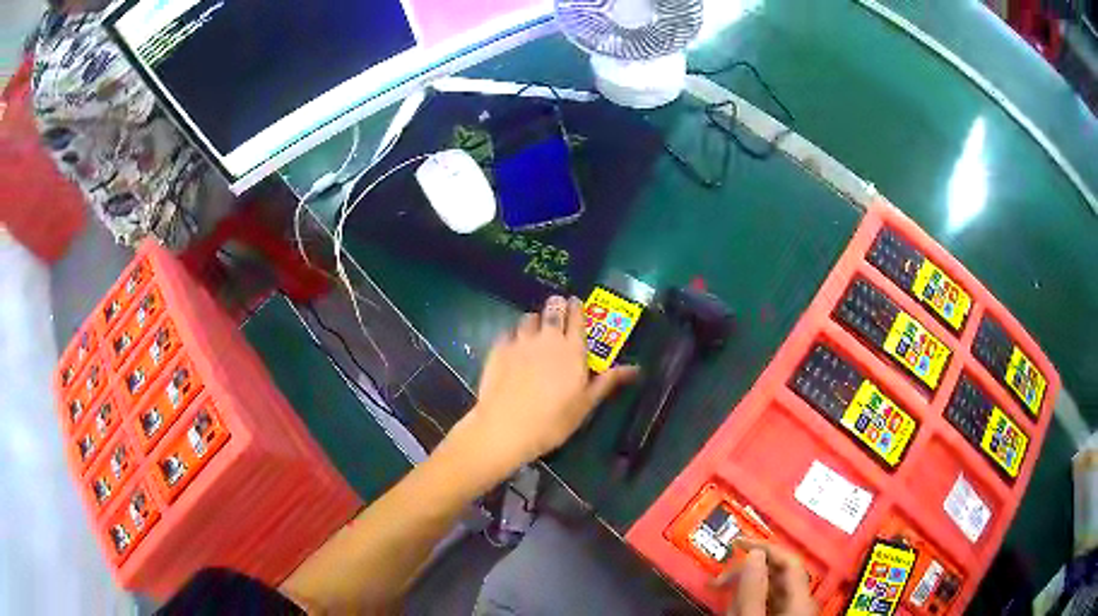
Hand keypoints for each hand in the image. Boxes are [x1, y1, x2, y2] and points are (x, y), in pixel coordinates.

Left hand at [459, 295, 637, 469]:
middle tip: (558, 307)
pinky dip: (514, 335)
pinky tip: (513, 345)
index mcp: (573, 351)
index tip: (576, 302)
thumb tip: (635, 368)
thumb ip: (607, 382)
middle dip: (557, 306)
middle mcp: (548, 339)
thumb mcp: (585, 405)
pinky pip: (508, 333)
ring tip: (536, 326)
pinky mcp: (498, 349)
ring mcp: (521, 342)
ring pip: (529, 318)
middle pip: (553, 311)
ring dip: (535, 319)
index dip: (577, 308)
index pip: (577, 319)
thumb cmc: (552, 421)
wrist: (505, 427)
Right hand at [714, 539, 816, 615]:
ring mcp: (795, 610)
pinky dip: (750, 599)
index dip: (763, 546)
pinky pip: (769, 602)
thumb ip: (754, 588)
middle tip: (720, 577)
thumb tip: (753, 554)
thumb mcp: (754, 615)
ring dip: (746, 587)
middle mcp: (803, 600)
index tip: (737, 541)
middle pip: (778, 573)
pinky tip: (736, 605)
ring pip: (771, 589)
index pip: (789, 558)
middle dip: (748, 570)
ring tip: (725, 594)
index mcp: (803, 596)